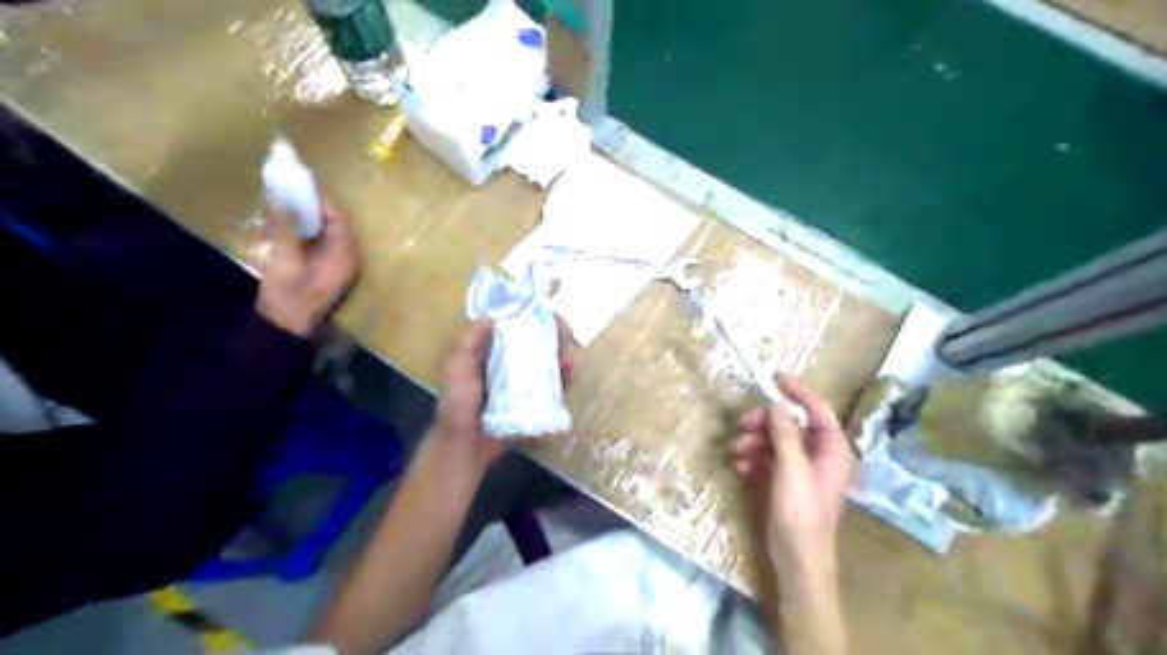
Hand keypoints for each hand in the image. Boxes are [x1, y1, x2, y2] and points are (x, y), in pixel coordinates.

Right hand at [255, 196, 357, 337]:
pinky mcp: (329, 272)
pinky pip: (321, 245)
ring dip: (306, 219)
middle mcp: (349, 258)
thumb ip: (285, 227)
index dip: (321, 196)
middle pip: (334, 223)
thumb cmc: (289, 295)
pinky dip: (305, 234)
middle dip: (312, 205)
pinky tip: (283, 227)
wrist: (287, 330)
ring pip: (327, 233)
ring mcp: (340, 266)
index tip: (301, 178)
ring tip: (283, 202)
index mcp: (346, 254)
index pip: (338, 216)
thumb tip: (280, 197)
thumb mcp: (284, 259)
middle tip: (288, 187)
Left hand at [430, 320, 575, 478]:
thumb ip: (470, 342)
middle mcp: (510, 359)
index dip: (537, 316)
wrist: (465, 445)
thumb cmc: (458, 405)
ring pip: (550, 360)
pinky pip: (553, 385)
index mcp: (491, 347)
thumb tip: (492, 315)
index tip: (551, 320)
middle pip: (540, 339)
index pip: (518, 322)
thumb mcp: (457, 368)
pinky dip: (564, 379)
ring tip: (568, 366)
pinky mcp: (533, 399)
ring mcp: (523, 380)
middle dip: (558, 338)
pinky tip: (568, 380)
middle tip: (564, 346)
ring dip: (564, 358)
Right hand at [731, 380, 853, 578]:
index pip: (818, 409)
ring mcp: (803, 468)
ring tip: (737, 451)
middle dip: (766, 422)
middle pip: (792, 424)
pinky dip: (755, 458)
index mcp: (833, 449)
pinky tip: (741, 468)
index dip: (798, 391)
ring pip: (777, 440)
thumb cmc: (801, 514)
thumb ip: (785, 435)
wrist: (798, 559)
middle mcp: (821, 454)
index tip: (774, 377)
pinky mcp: (788, 481)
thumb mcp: (792, 470)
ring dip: (755, 441)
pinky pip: (770, 458)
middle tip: (742, 423)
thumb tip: (777, 403)